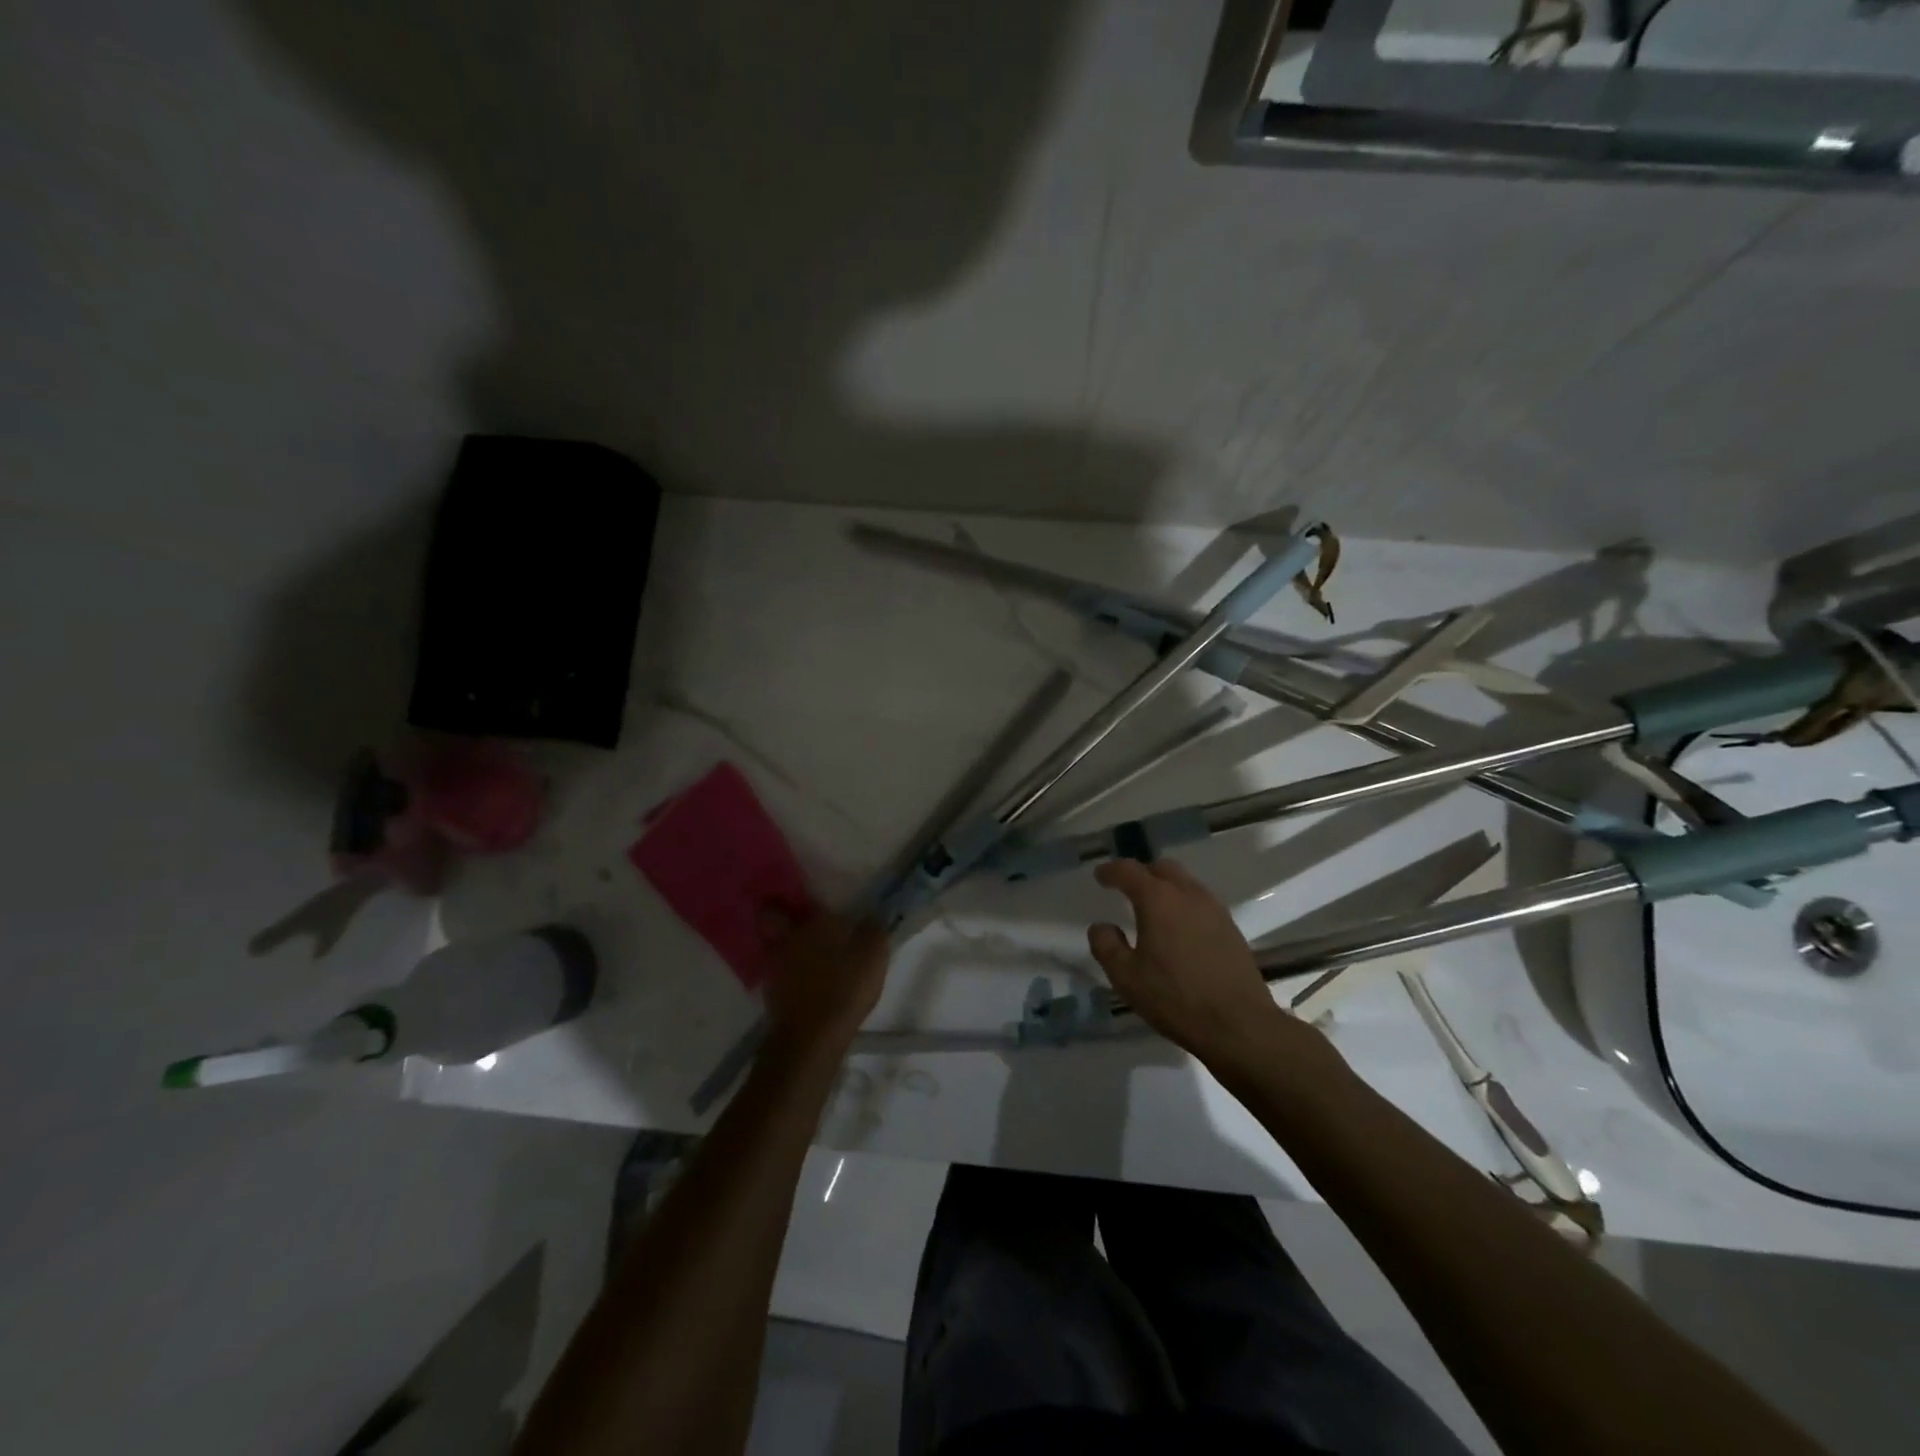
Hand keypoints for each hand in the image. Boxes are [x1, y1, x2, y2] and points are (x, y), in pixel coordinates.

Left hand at [761, 909, 889, 1056]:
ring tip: (795, 949)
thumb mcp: (874, 954)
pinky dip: (782, 970)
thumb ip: (873, 929)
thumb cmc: (846, 987)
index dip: (805, 897)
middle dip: (776, 912)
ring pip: (771, 943)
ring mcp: (775, 964)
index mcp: (816, 922)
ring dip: (779, 943)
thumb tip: (871, 915)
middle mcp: (790, 936)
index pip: (804, 898)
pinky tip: (796, 978)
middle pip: (772, 916)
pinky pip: (774, 970)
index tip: (811, 899)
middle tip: (790, 916)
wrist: (811, 1035)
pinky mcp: (769, 991)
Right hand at [1088, 859, 1294, 1062]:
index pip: (1129, 871)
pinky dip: (1185, 905)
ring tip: (1153, 910)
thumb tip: (1101, 927)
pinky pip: (1201, 902)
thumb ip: (1106, 946)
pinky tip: (1180, 930)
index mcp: (1158, 899)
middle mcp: (1188, 894)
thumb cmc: (1175, 998)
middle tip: (1127, 889)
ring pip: (1186, 883)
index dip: (1111, 871)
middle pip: (1162, 868)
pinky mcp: (1231, 928)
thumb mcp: (1126, 977)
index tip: (1100, 876)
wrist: (1239, 1025)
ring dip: (1166, 888)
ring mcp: (1214, 910)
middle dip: (1142, 873)